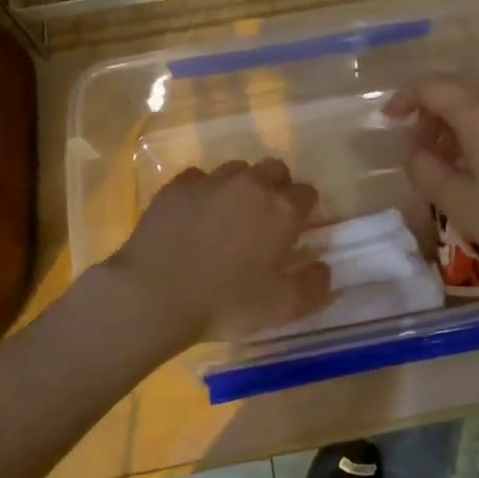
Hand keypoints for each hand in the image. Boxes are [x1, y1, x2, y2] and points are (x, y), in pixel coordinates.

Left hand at [109, 159, 330, 342]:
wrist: (153, 294)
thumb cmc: (224, 303)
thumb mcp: (281, 308)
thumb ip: (314, 287)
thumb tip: (325, 269)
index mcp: (281, 210)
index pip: (308, 193)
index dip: (305, 210)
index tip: (297, 231)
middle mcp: (250, 185)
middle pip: (276, 169)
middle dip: (277, 187)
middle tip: (266, 219)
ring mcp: (211, 181)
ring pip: (238, 169)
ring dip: (241, 186)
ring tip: (229, 216)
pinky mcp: (177, 186)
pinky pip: (199, 178)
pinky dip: (204, 191)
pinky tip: (195, 215)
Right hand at [386, 79, 478, 286]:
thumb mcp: (459, 203)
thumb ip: (426, 170)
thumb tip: (414, 151)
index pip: (432, 87)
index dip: (404, 99)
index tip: (389, 122)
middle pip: (460, 93)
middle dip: (431, 116)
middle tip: (418, 150)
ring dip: (458, 126)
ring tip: (448, 162)